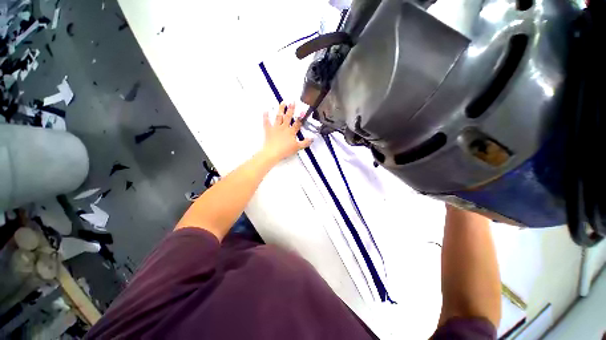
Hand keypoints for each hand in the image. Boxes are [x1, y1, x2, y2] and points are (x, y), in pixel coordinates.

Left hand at [261, 102, 312, 162]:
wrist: (273, 153)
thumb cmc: (285, 150)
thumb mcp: (297, 147)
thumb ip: (305, 143)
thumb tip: (311, 139)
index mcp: (291, 132)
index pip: (297, 123)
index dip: (300, 117)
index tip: (303, 111)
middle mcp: (284, 128)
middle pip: (288, 117)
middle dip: (291, 109)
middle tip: (292, 102)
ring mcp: (276, 128)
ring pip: (278, 117)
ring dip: (281, 109)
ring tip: (282, 103)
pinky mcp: (268, 130)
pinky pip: (266, 122)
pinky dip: (265, 116)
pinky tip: (265, 111)